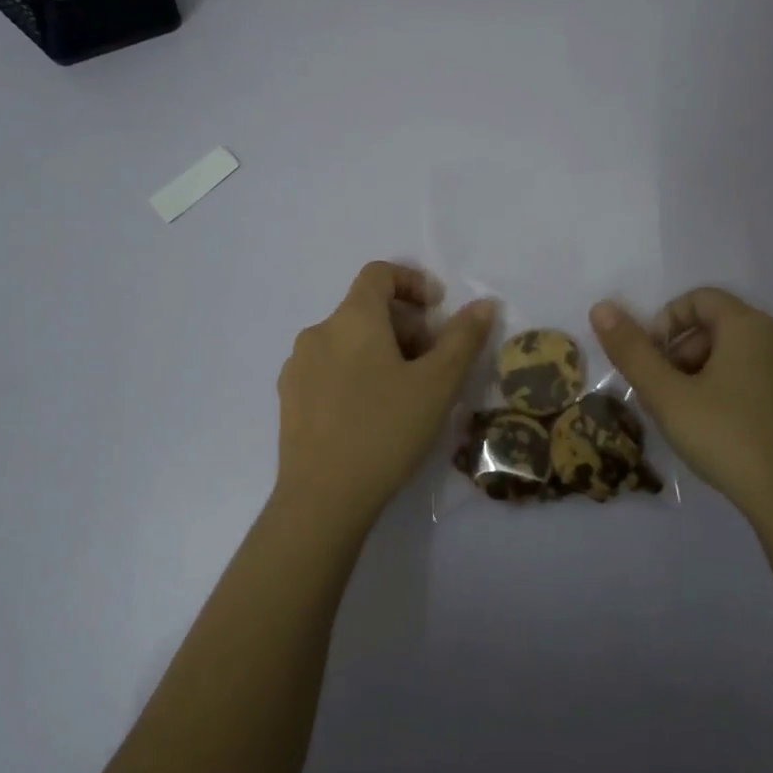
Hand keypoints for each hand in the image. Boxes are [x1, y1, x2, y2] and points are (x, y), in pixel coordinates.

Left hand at [273, 262, 497, 529]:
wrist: (322, 498)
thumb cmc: (385, 431)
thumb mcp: (437, 384)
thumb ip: (463, 338)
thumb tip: (483, 304)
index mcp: (352, 319)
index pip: (379, 273)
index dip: (413, 282)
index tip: (438, 312)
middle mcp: (318, 333)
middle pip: (366, 310)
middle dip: (405, 327)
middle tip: (432, 365)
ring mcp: (297, 367)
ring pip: (348, 342)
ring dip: (381, 352)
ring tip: (405, 394)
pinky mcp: (289, 399)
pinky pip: (329, 369)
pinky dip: (356, 374)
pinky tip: (371, 415)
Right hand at [590, 288, 772, 522]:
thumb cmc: (728, 440)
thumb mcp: (667, 397)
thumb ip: (632, 351)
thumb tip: (602, 308)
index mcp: (751, 327)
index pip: (701, 299)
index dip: (666, 322)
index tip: (651, 360)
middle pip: (726, 328)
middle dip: (688, 354)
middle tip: (669, 395)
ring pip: (752, 358)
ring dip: (717, 375)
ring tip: (699, 418)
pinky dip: (750, 396)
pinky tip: (739, 436)